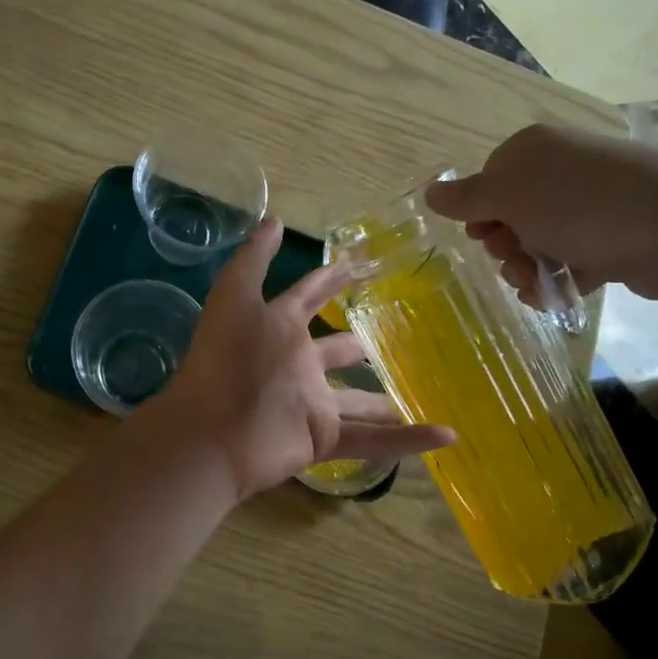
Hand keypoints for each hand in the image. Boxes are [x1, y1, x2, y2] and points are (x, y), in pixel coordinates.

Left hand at [153, 220, 454, 500]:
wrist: (211, 432)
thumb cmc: (225, 360)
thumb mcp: (235, 298)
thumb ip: (253, 259)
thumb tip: (274, 218)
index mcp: (279, 329)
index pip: (310, 297)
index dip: (331, 280)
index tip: (360, 265)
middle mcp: (299, 364)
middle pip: (337, 351)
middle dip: (358, 345)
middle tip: (391, 337)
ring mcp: (312, 404)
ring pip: (358, 401)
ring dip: (384, 399)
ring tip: (416, 390)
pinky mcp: (323, 438)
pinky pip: (373, 440)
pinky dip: (409, 439)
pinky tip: (446, 435)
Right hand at [427, 123, 657, 302]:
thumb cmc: (581, 207)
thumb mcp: (510, 197)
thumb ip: (466, 198)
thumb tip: (430, 192)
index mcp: (533, 151)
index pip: (487, 183)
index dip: (480, 216)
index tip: (485, 238)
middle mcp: (562, 170)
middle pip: (512, 216)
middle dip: (506, 248)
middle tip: (516, 263)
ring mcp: (591, 203)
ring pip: (540, 242)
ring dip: (529, 269)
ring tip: (539, 287)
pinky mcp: (614, 235)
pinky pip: (571, 259)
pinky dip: (559, 280)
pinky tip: (556, 298)